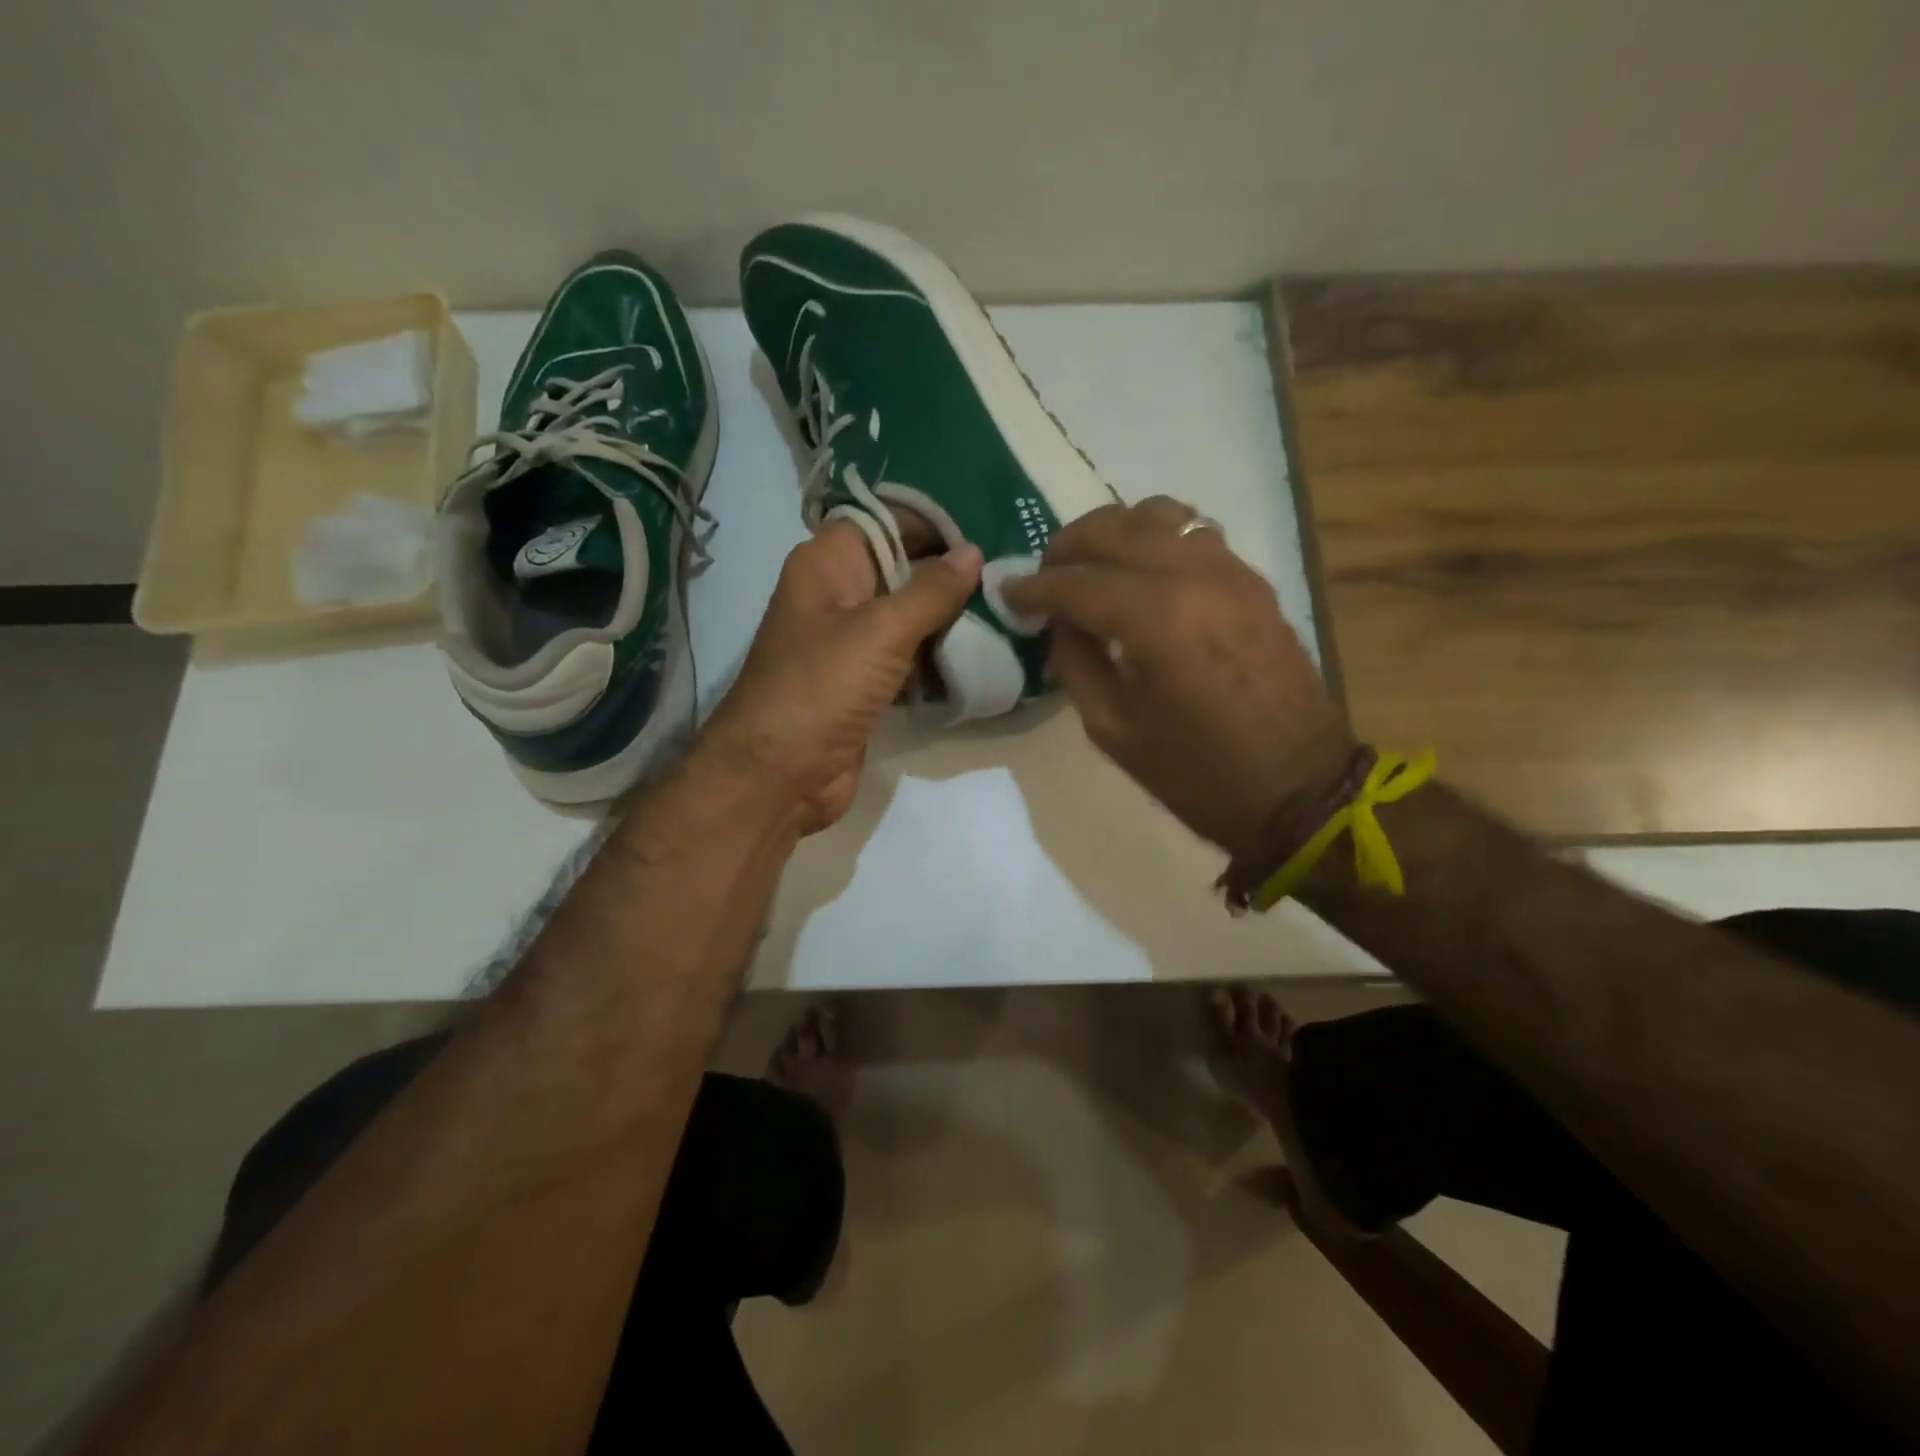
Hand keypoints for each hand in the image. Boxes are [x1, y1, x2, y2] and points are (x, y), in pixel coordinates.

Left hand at [700, 522, 982, 834]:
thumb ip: (931, 590)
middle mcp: (838, 595)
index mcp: (828, 564)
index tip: (989, 527)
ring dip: (951, 619)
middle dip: (951, 573)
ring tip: (1009, 610)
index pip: (886, 521)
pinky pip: (908, 659)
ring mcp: (850, 643)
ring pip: (909, 617)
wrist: (778, 775)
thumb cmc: (822, 687)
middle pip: (902, 568)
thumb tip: (973, 552)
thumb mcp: (881, 630)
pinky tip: (984, 654)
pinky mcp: (864, 684)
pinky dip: (938, 658)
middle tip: (1010, 572)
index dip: (934, 521)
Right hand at [1003, 497, 1353, 860]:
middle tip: (1044, 576)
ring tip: (1090, 565)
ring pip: (1157, 515)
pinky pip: (1193, 532)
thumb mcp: (1113, 730)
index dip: (1034, 587)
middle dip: (1067, 547)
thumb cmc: (1196, 773)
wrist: (1298, 788)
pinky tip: (1139, 569)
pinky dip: (1154, 537)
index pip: (1076, 582)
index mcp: (1155, 619)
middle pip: (1113, 529)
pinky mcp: (1252, 579)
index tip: (1008, 594)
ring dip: (1111, 532)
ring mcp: (1229, 570)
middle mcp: (1192, 576)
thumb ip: (1076, 664)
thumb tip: (1059, 623)